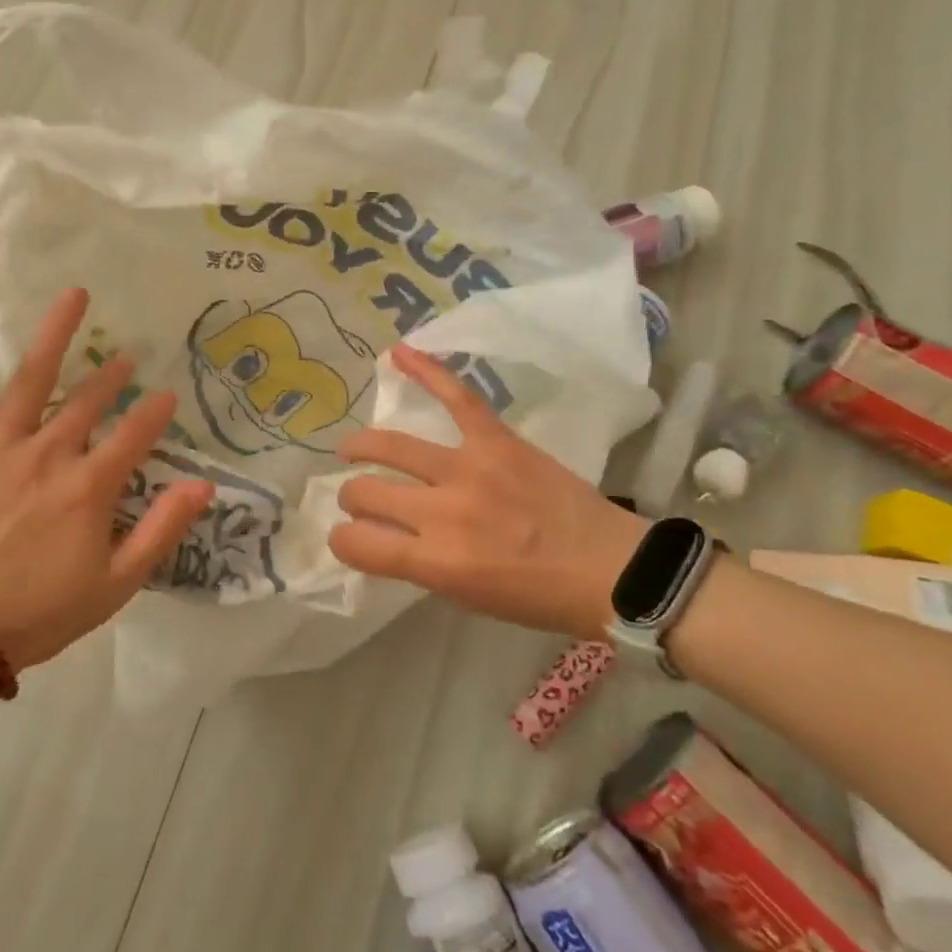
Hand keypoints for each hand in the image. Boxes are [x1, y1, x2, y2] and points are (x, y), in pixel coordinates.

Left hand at [0, 289, 214, 670]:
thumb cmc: (39, 612)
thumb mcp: (117, 584)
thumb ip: (162, 530)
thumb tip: (205, 485)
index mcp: (88, 487)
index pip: (134, 436)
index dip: (155, 414)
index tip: (168, 397)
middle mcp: (47, 454)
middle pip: (89, 402)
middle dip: (112, 377)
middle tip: (126, 358)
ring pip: (30, 380)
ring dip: (56, 335)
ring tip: (76, 296)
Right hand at [329, 343, 643, 635]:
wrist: (609, 568)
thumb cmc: (536, 596)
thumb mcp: (465, 597)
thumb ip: (418, 563)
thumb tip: (382, 536)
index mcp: (436, 561)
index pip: (357, 543)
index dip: (342, 540)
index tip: (347, 537)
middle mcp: (443, 513)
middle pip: (366, 492)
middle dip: (353, 497)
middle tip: (362, 498)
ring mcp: (469, 469)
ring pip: (392, 446)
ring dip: (363, 447)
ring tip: (352, 448)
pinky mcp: (497, 441)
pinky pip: (456, 398)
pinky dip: (426, 372)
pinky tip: (397, 355)